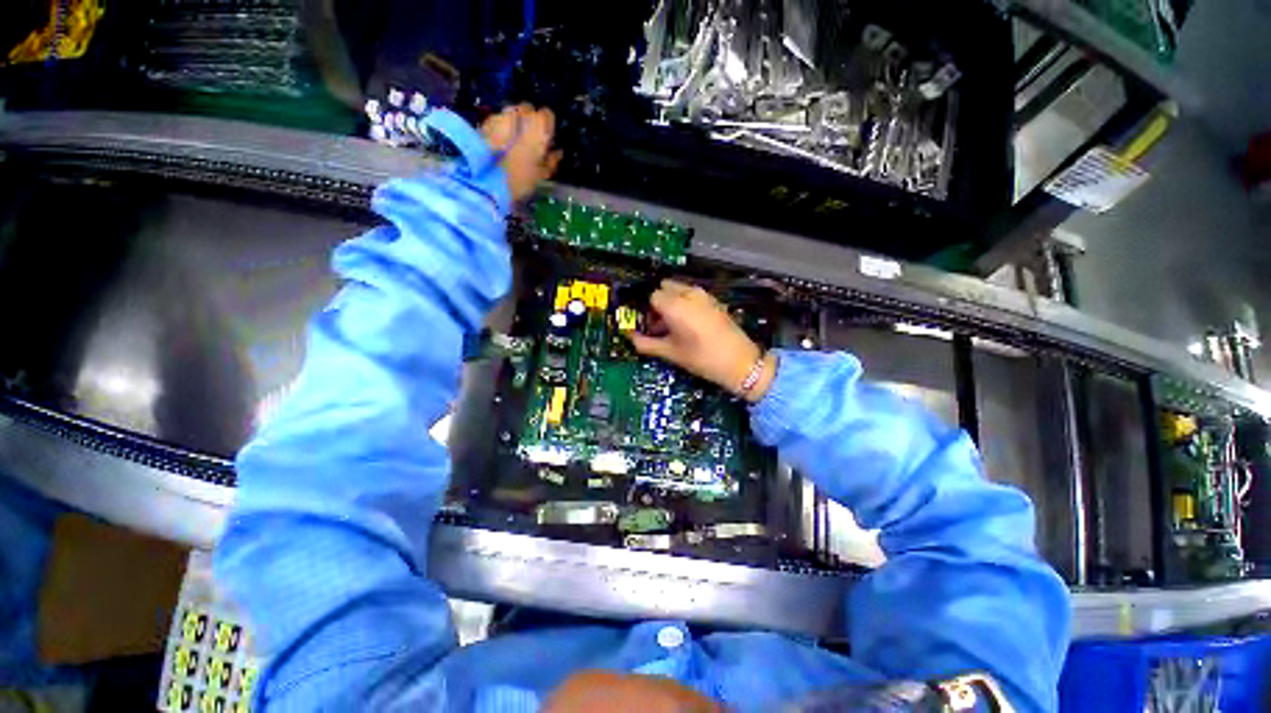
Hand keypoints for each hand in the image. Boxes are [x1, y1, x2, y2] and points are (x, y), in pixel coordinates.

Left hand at [481, 104, 562, 201]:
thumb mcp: (541, 174)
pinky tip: (500, 143)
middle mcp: (520, 114)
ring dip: (515, 122)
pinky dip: (501, 127)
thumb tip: (557, 153)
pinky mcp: (486, 122)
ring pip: (512, 112)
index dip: (548, 125)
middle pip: (528, 109)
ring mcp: (502, 115)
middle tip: (530, 139)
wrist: (488, 179)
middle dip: (530, 120)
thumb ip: (551, 161)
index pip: (547, 115)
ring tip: (513, 140)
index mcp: (538, 126)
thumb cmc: (521, 178)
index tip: (546, 138)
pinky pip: (498, 120)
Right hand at [626, 280, 776, 401]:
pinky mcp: (714, 299)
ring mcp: (704, 294)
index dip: (648, 311)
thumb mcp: (671, 353)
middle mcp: (688, 293)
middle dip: (659, 302)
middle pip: (665, 287)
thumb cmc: (701, 358)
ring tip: (676, 325)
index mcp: (675, 305)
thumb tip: (629, 337)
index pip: (652, 296)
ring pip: (679, 289)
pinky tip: (691, 323)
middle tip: (661, 324)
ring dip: (672, 301)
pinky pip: (693, 294)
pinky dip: (686, 302)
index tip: (650, 326)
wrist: (740, 362)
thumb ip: (645, 343)